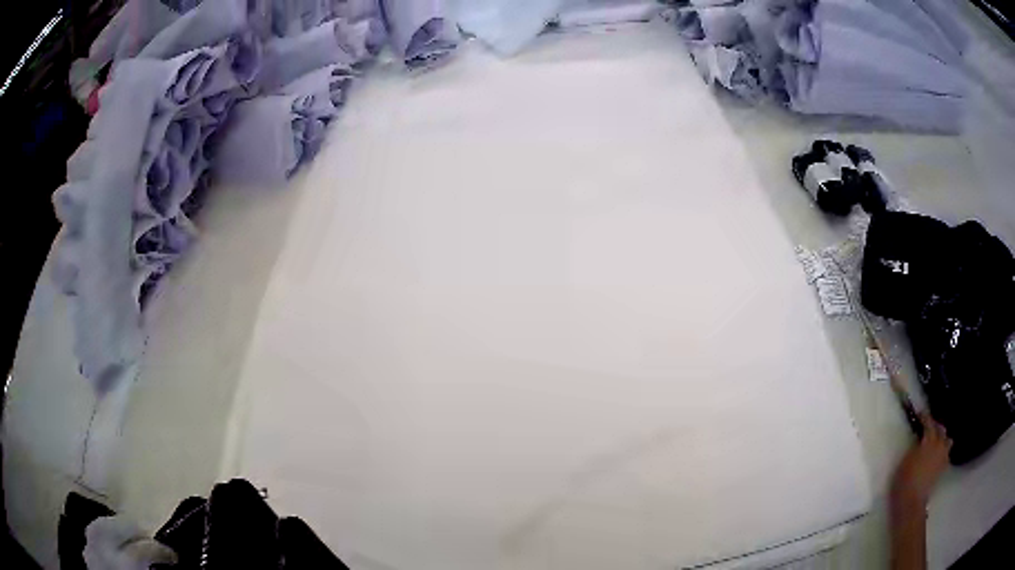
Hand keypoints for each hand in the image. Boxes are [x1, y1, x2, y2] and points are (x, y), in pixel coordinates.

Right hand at [891, 413, 951, 511]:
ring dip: (942, 439)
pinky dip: (943, 452)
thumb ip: (916, 445)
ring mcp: (943, 457)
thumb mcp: (907, 459)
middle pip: (941, 430)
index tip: (920, 414)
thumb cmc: (905, 479)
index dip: (925, 417)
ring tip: (936, 442)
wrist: (911, 501)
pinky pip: (946, 454)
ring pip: (947, 441)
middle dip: (936, 427)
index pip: (929, 423)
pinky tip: (937, 456)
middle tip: (928, 428)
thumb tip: (920, 437)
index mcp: (930, 440)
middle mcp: (939, 445)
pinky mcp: (942, 468)